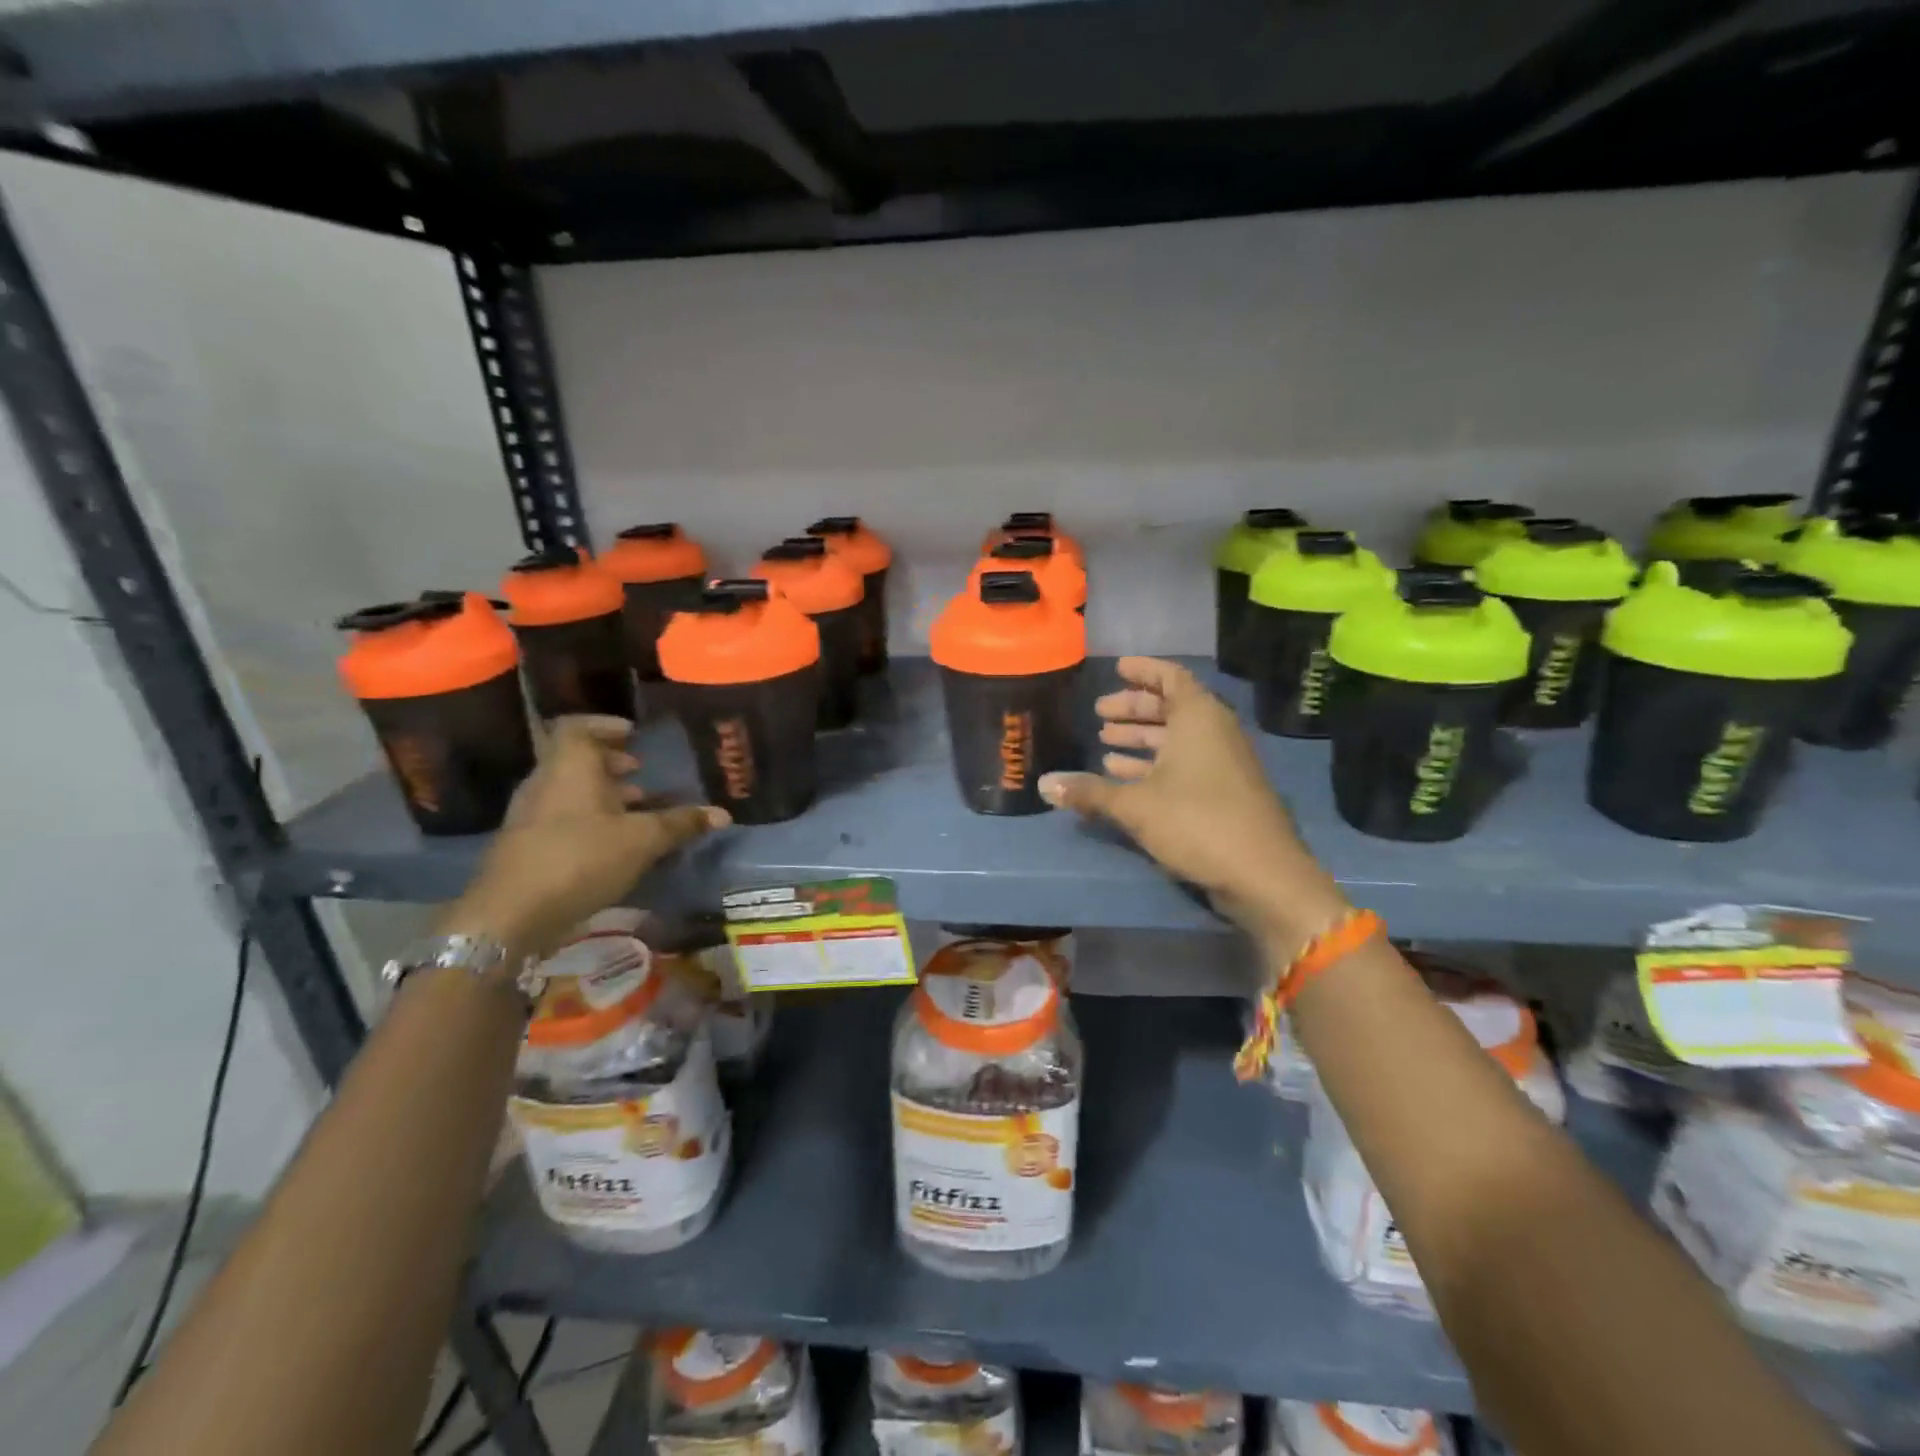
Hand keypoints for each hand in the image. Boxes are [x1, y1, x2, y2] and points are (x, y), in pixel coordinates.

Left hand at [441, 716, 728, 957]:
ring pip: (571, 791)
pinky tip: (617, 844)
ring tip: (639, 810)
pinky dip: (591, 820)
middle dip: (612, 764)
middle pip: (576, 760)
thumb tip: (722, 814)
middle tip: (643, 772)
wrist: (511, 915)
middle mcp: (546, 783)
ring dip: (604, 795)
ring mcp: (532, 816)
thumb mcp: (642, 840)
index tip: (634, 734)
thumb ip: (681, 823)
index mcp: (569, 767)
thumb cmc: (580, 858)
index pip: (578, 727)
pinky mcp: (528, 846)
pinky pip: (564, 818)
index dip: (606, 726)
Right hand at [1038, 656, 1346, 944]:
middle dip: (1134, 709)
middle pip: (1171, 707)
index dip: (1143, 671)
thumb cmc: (1197, 822)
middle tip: (1100, 714)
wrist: (1263, 874)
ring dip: (1142, 739)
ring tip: (1106, 744)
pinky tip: (1125, 778)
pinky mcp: (1225, 792)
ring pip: (1177, 739)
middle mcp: (1215, 732)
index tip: (1117, 668)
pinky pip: (1185, 764)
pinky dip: (1155, 765)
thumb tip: (1044, 784)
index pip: (1170, 678)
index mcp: (1198, 718)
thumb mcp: (1135, 805)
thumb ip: (1089, 792)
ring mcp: (1223, 763)